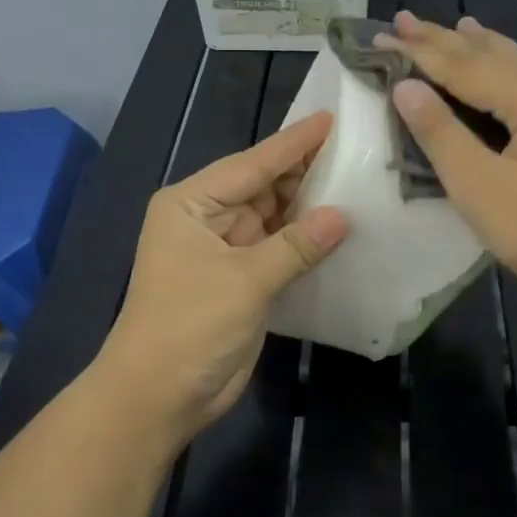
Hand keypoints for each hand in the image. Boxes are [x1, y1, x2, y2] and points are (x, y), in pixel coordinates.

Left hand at [99, 113, 348, 442]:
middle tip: (356, 148)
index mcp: (192, 203)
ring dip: (309, 205)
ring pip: (275, 215)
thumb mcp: (244, 281)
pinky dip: (306, 239)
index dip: (294, 143)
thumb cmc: (190, 327)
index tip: (331, 118)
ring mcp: (225, 248)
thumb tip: (343, 215)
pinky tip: (340, 226)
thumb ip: (296, 246)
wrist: (158, 398)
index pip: (252, 163)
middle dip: (306, 171)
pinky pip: (279, 247)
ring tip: (358, 180)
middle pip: (264, 185)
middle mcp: (208, 217)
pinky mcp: (241, 278)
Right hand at [382, 11, 516, 375]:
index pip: (464, 65)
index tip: (382, 34)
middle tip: (404, 19)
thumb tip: (405, 86)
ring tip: (453, 26)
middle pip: (490, 56)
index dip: (420, 51)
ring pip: (513, 65)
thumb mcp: (480, 188)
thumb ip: (441, 133)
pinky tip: (498, 64)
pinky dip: (500, 67)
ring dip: (475, 48)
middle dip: (444, 39)